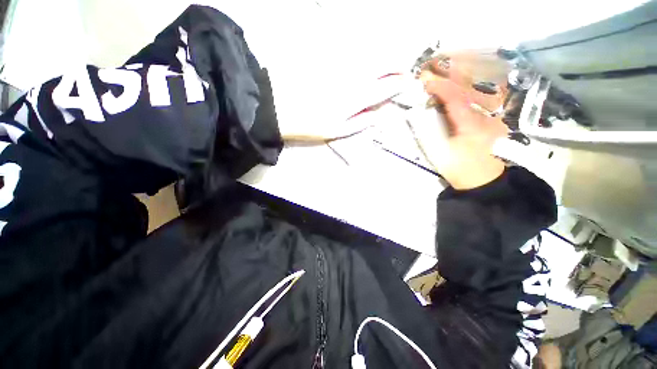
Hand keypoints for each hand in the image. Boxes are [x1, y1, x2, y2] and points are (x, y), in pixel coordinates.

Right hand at [417, 59, 507, 189]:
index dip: (440, 86)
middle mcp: (486, 116)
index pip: (456, 98)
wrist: (485, 184)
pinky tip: (462, 84)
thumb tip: (420, 115)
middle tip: (437, 64)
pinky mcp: (493, 122)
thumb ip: (430, 133)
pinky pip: (481, 100)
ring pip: (477, 92)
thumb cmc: (461, 171)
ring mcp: (493, 118)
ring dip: (461, 78)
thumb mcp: (441, 154)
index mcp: (471, 125)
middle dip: (452, 74)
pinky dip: (469, 89)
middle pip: (470, 89)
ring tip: (447, 68)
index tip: (425, 79)